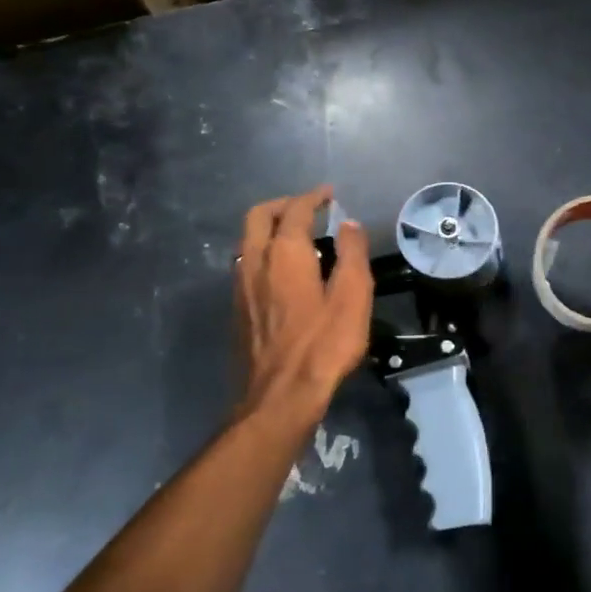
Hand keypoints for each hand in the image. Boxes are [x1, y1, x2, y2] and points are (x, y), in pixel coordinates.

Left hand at [235, 186, 371, 425]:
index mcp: (285, 253)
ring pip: (248, 240)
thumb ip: (352, 255)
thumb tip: (350, 224)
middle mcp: (255, 261)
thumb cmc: (323, 345)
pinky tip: (281, 272)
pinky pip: (246, 264)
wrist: (279, 396)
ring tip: (295, 236)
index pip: (295, 210)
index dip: (313, 197)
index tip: (329, 194)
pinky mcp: (237, 309)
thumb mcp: (353, 297)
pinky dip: (263, 252)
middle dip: (283, 205)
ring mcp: (240, 286)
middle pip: (259, 216)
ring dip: (269, 228)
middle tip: (307, 208)